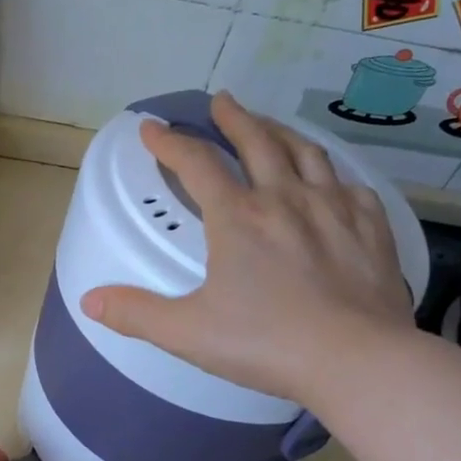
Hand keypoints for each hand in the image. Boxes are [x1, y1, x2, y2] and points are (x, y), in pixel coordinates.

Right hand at [80, 91, 414, 402]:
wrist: (356, 360)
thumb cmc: (266, 343)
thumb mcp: (188, 332)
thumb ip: (136, 314)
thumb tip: (90, 301)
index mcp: (237, 218)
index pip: (196, 164)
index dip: (169, 142)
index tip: (151, 128)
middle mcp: (285, 199)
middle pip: (257, 141)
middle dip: (234, 118)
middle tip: (221, 101)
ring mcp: (333, 208)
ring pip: (306, 153)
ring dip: (282, 132)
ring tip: (270, 125)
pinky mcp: (370, 227)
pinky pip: (350, 185)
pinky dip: (331, 174)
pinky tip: (330, 180)